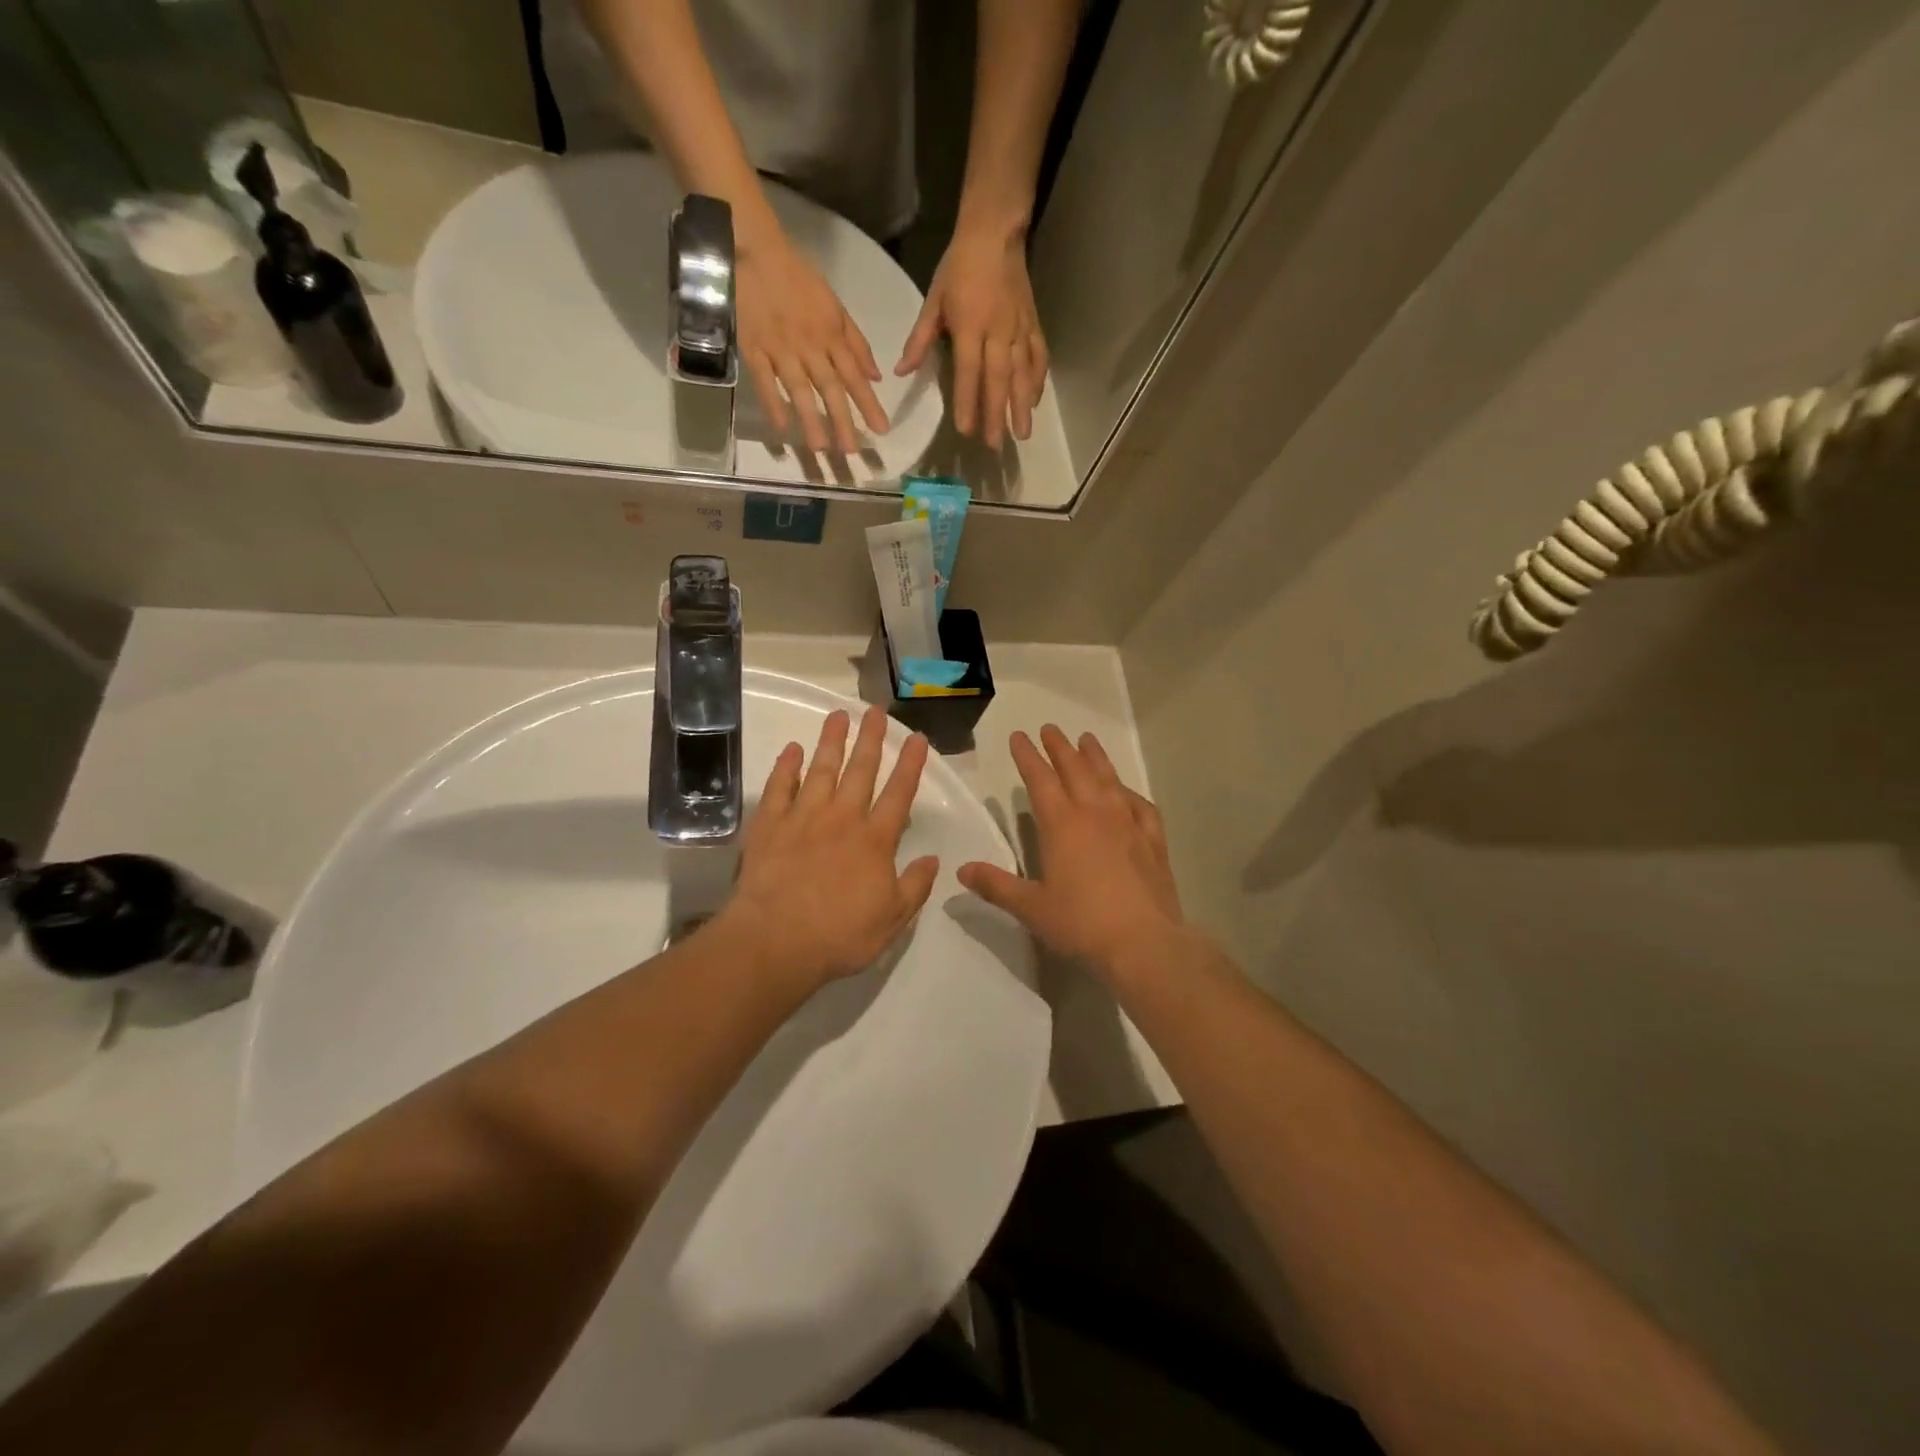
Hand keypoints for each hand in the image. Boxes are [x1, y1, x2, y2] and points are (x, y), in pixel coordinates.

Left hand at [719, 707, 938, 991]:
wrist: (775, 942)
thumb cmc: (839, 936)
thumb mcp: (892, 919)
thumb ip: (914, 886)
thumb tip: (933, 859)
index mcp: (875, 840)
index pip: (899, 794)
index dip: (910, 764)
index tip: (917, 738)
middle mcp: (842, 819)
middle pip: (860, 770)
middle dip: (871, 739)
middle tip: (876, 710)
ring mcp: (802, 818)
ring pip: (820, 770)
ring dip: (831, 741)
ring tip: (838, 715)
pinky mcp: (769, 826)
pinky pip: (779, 788)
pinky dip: (786, 767)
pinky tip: (792, 749)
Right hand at [736, 231, 889, 455]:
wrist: (755, 249)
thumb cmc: (797, 278)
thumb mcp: (835, 305)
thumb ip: (856, 343)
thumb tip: (876, 377)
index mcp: (831, 335)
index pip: (855, 375)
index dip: (869, 403)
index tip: (881, 430)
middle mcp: (810, 346)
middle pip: (830, 388)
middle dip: (843, 421)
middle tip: (853, 453)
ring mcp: (781, 348)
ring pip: (800, 389)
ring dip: (811, 420)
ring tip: (821, 450)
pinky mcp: (754, 347)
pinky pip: (764, 379)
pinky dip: (772, 402)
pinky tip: (780, 428)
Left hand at [897, 223, 1048, 449]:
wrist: (995, 233)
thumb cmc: (959, 267)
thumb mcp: (933, 300)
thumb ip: (920, 340)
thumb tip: (902, 371)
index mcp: (970, 326)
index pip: (968, 371)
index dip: (967, 402)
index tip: (966, 430)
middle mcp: (997, 331)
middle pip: (998, 380)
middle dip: (997, 414)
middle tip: (995, 445)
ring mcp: (1019, 328)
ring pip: (1022, 373)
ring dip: (1022, 405)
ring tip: (1022, 434)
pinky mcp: (1033, 324)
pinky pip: (1038, 356)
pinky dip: (1038, 380)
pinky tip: (1035, 401)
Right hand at [959, 726, 1186, 982]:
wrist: (1144, 943)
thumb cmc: (1081, 924)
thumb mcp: (1031, 908)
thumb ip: (996, 886)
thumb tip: (962, 870)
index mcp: (1061, 824)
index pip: (1040, 780)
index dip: (1027, 756)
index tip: (1019, 736)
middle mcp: (1095, 813)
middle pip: (1075, 769)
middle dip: (1059, 747)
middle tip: (1050, 729)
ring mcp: (1128, 824)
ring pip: (1109, 780)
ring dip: (1096, 757)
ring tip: (1087, 740)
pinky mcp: (1153, 841)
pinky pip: (1141, 806)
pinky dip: (1129, 792)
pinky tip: (1127, 792)